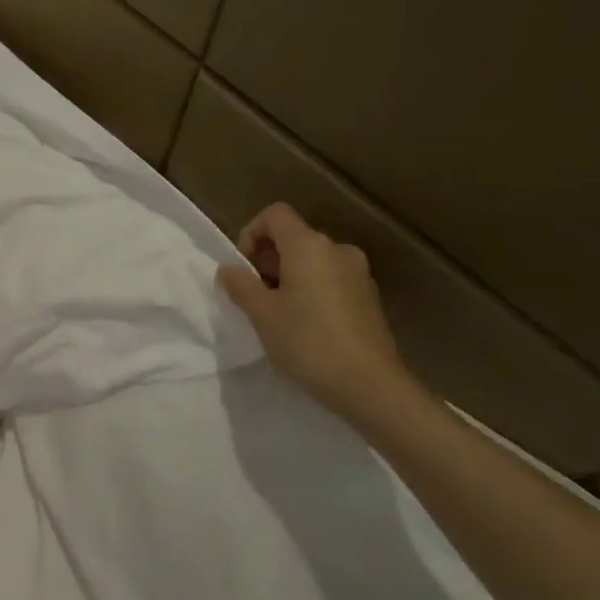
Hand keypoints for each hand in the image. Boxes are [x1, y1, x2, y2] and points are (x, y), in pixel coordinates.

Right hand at [218, 202, 406, 416]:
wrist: (369, 385)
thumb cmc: (307, 342)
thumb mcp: (262, 314)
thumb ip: (241, 285)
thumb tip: (229, 269)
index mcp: (309, 246)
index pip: (274, 215)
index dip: (251, 234)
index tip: (244, 269)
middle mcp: (337, 250)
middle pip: (293, 238)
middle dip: (268, 260)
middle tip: (256, 297)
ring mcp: (358, 273)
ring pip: (312, 261)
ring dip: (289, 278)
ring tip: (278, 315)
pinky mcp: (369, 297)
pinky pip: (330, 280)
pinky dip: (312, 292)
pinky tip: (306, 326)